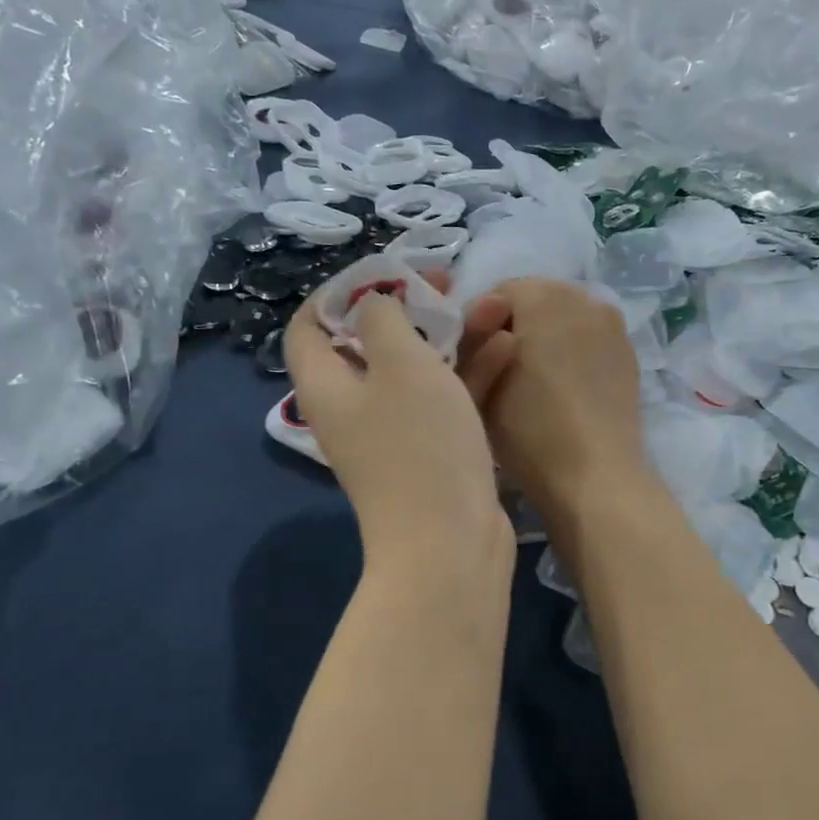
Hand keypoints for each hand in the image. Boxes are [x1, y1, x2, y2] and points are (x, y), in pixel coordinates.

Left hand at [285, 285, 517, 565]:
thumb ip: (384, 318)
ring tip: (495, 307)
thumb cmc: (419, 445)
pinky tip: (509, 348)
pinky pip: (446, 400)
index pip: (309, 325)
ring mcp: (395, 433)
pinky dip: (471, 373)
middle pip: (370, 343)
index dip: (341, 292)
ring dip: (452, 336)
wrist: (450, 543)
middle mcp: (354, 408)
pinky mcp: (432, 452)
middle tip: (449, 285)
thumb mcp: (401, 363)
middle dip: (412, 308)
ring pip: (417, 369)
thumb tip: (375, 304)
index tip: (387, 275)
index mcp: (327, 385)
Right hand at [457, 279, 645, 513]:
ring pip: (564, 319)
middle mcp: (583, 297)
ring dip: (545, 338)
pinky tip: (563, 390)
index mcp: (543, 295)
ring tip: (533, 383)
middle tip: (501, 372)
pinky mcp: (628, 353)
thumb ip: (471, 344)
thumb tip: (483, 327)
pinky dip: (571, 352)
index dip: (479, 326)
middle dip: (515, 327)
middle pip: (535, 300)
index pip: (497, 293)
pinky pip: (588, 339)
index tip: (474, 363)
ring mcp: (613, 324)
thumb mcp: (478, 386)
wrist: (596, 475)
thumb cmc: (530, 430)